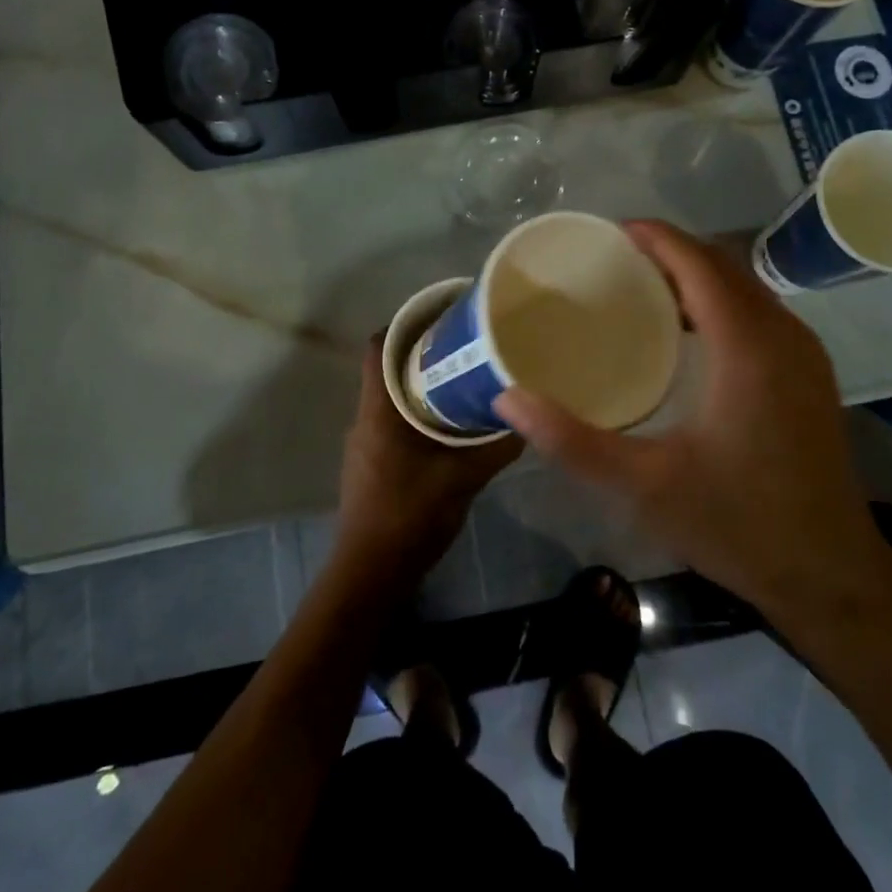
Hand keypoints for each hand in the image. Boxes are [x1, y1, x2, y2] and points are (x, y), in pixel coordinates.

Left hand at [331, 337, 521, 599]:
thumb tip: (527, 418)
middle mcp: (365, 418)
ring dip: (420, 385)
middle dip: (421, 353)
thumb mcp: (463, 478)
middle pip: (386, 368)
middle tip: (462, 346)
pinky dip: (416, 413)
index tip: (439, 318)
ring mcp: (364, 443)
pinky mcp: (371, 463)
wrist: (371, 573)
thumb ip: (495, 446)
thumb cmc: (410, 516)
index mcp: (378, 410)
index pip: (377, 347)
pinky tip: (447, 425)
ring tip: (460, 379)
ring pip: (390, 397)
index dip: (403, 325)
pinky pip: (392, 421)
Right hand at [495, 221, 891, 650]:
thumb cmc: (739, 524)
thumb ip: (573, 441)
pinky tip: (685, 331)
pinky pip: (758, 312)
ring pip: (745, 287)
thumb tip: (509, 401)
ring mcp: (804, 355)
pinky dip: (718, 301)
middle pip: (723, 266)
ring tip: (640, 287)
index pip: (700, 264)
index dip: (657, 238)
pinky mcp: (810, 376)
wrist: (833, 576)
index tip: (610, 232)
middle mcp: (782, 336)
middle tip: (613, 260)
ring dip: (696, 274)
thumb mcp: (645, 485)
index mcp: (747, 348)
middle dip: (670, 251)